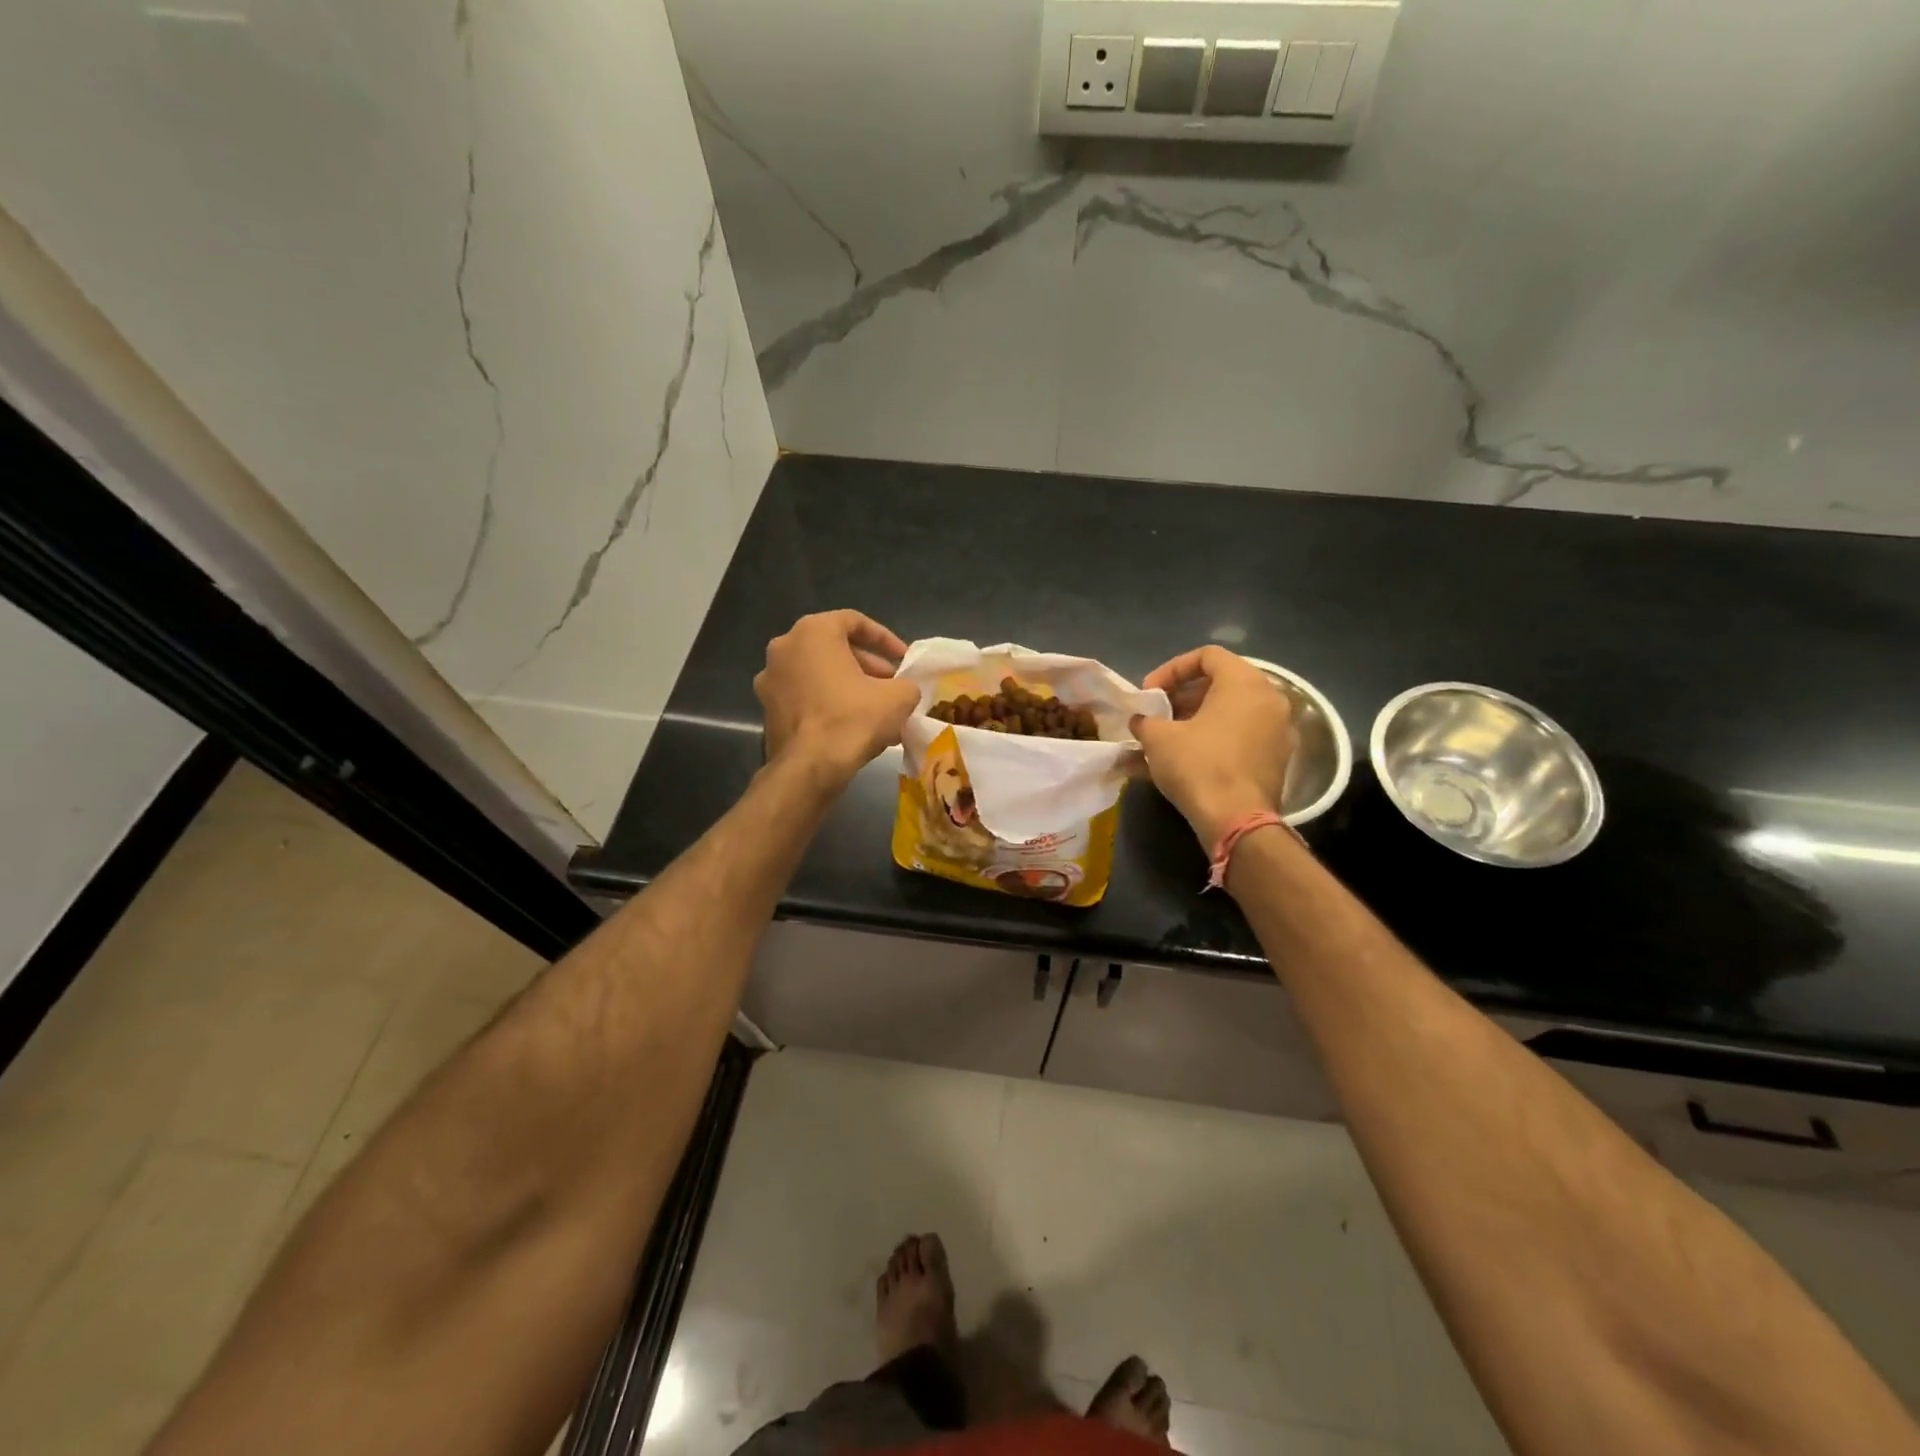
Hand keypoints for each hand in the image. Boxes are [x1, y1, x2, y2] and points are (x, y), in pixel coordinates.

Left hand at [756, 611, 919, 780]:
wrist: (809, 768)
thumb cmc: (853, 719)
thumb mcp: (898, 697)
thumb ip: (906, 684)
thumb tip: (902, 690)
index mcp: (812, 632)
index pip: (854, 621)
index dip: (885, 639)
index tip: (904, 660)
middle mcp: (784, 648)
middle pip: (834, 648)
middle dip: (867, 666)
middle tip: (891, 685)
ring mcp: (770, 679)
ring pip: (819, 674)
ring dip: (848, 685)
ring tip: (876, 709)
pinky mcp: (767, 709)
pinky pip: (805, 696)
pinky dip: (828, 703)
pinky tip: (853, 726)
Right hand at [1131, 647, 1296, 846]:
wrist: (1236, 820)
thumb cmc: (1198, 766)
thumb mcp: (1158, 738)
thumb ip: (1146, 721)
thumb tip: (1141, 721)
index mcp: (1245, 683)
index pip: (1207, 656)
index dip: (1172, 669)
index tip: (1150, 692)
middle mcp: (1270, 699)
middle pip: (1222, 682)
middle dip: (1184, 696)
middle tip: (1159, 713)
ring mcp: (1279, 730)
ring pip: (1232, 711)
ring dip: (1198, 718)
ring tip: (1167, 737)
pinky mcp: (1278, 759)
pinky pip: (1242, 736)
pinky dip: (1215, 738)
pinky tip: (1186, 758)